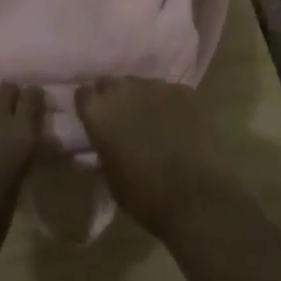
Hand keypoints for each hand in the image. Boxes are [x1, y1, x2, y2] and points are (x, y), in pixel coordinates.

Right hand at [76, 77, 244, 241]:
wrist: (197, 197)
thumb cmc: (146, 196)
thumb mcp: (110, 177)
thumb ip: (104, 148)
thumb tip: (108, 141)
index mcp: (98, 112)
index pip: (83, 94)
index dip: (90, 107)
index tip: (96, 121)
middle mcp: (124, 89)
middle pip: (112, 84)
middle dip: (115, 99)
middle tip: (123, 121)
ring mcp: (156, 86)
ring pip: (142, 85)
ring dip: (142, 100)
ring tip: (153, 123)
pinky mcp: (185, 91)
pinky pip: (169, 93)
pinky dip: (169, 105)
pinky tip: (178, 125)